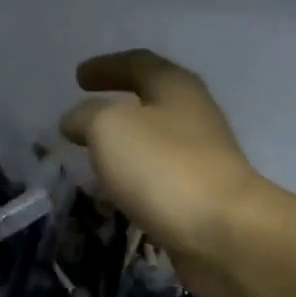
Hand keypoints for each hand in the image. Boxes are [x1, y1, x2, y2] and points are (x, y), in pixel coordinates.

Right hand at [59, 50, 266, 296]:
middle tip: (87, 118)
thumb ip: (86, 118)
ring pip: (157, 142)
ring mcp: (202, 160)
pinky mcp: (201, 198)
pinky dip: (137, 178)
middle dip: (119, 106)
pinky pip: (161, 178)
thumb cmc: (164, 168)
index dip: (106, 67)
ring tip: (97, 156)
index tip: (78, 77)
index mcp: (176, 88)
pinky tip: (120, 192)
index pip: (138, 64)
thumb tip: (74, 121)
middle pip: (153, 101)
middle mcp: (195, 117)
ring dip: (127, 145)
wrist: (221, 232)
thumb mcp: (110, 128)